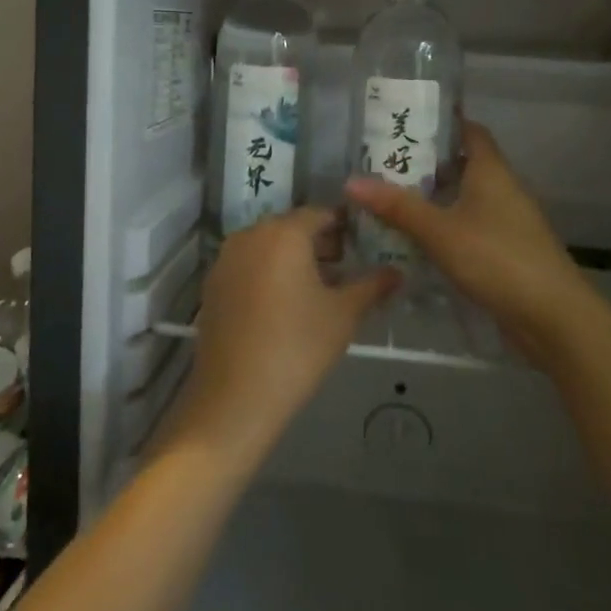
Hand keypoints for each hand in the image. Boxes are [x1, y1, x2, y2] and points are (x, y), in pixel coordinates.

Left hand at [169, 208, 398, 466]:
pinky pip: (248, 265)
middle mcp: (250, 235)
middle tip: (346, 268)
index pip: (320, 214)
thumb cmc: (297, 347)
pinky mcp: (212, 284)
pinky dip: (269, 273)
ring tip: (319, 288)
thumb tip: (397, 272)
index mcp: (284, 233)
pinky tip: (285, 304)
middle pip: (291, 228)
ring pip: (268, 246)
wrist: (236, 397)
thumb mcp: (344, 315)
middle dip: (319, 243)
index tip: (363, 244)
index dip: (344, 226)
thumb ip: (373, 286)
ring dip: (293, 258)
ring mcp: (226, 259)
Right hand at [344, 123, 595, 372]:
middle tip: (384, 165)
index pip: (470, 131)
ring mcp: (508, 222)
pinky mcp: (507, 252)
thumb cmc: (497, 259)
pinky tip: (418, 240)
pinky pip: (471, 227)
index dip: (442, 122)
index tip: (406, 122)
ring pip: (466, 198)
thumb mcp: (440, 231)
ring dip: (435, 198)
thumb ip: (397, 206)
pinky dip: (446, 227)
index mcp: (491, 171)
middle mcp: (502, 189)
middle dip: (427, 164)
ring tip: (392, 200)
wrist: (553, 317)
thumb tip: (351, 181)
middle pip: (464, 164)